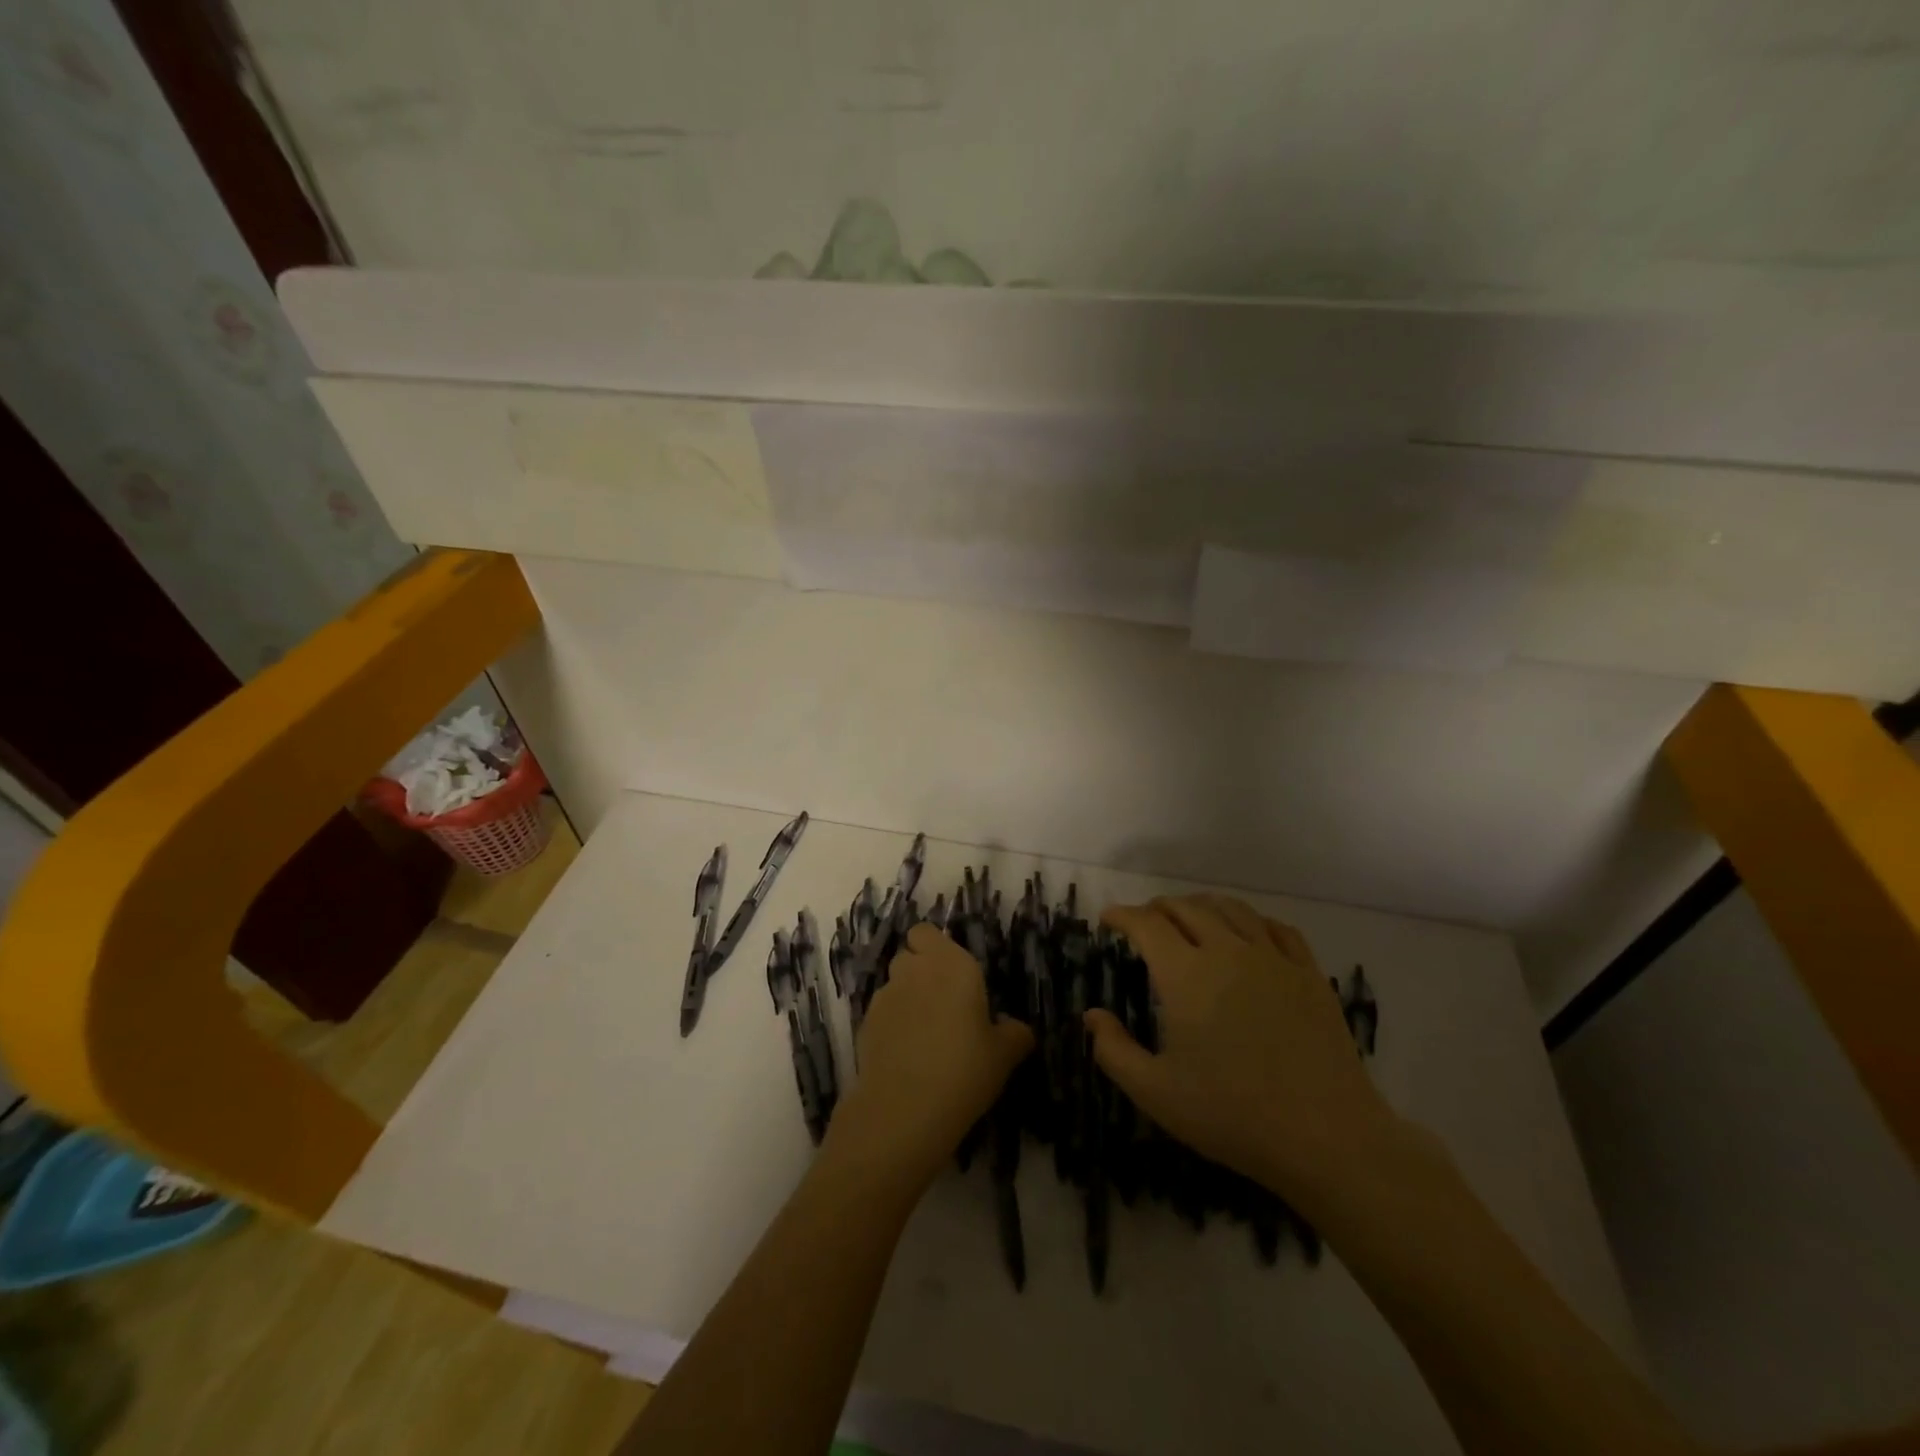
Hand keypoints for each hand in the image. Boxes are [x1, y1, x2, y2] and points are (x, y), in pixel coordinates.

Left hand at [826, 924, 1033, 1193]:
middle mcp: (914, 970)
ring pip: (893, 984)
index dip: (934, 948)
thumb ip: (1014, 1033)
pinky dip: (892, 1025)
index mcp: (951, 964)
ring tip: (924, 1034)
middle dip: (920, 971)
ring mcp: (885, 997)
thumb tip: (1015, 1027)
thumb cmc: (965, 1069)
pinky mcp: (865, 1025)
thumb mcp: (1004, 1054)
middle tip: (942, 1004)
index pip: (927, 932)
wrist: (905, 1109)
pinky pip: (881, 1014)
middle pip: (909, 955)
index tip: (951, 973)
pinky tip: (906, 1055)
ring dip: (906, 998)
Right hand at [1087, 895, 1395, 1201]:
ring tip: (1190, 918)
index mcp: (1185, 975)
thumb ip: (1113, 1050)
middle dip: (1157, 908)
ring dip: (1201, 906)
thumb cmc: (1232, 1115)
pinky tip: (1248, 933)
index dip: (1122, 916)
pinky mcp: (1309, 973)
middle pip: (1186, 907)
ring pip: (1231, 909)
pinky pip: (1277, 928)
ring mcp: (1273, 959)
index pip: (1146, 924)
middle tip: (1144, 923)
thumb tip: (1091, 1015)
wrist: (1326, 1137)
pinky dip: (1252, 920)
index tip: (1109, 920)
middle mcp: (1227, 951)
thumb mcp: (1156, 1093)